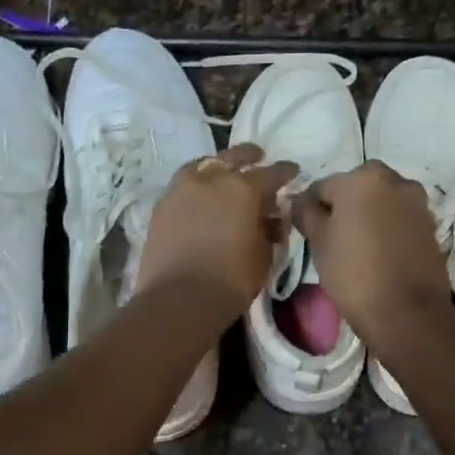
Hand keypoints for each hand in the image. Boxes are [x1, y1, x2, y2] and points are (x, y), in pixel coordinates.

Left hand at [136, 143, 298, 320]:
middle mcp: (212, 180)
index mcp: (243, 189)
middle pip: (233, 157)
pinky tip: (200, 194)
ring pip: (203, 165)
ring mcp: (182, 189)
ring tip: (223, 171)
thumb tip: (270, 218)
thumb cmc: (231, 279)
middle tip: (258, 157)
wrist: (179, 298)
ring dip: (217, 165)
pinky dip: (195, 184)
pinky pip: (182, 184)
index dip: (285, 172)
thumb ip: (268, 230)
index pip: (271, 174)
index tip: (292, 170)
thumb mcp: (263, 255)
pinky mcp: (161, 206)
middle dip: (249, 156)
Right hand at [292, 162, 451, 340]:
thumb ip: (306, 213)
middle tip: (332, 234)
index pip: (322, 186)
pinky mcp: (430, 224)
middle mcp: (393, 180)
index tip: (306, 230)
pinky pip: (399, 216)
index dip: (310, 208)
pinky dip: (387, 225)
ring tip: (357, 243)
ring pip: (381, 199)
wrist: (407, 313)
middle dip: (343, 204)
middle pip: (357, 186)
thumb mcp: (318, 242)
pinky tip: (379, 250)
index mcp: (361, 179)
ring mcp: (416, 202)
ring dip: (368, 212)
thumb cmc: (353, 273)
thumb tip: (299, 201)